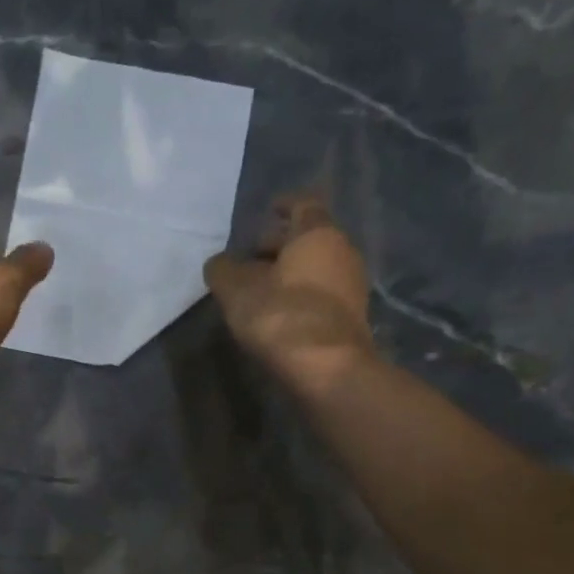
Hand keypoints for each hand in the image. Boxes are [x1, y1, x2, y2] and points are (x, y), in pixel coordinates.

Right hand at [205, 195, 377, 392]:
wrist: (326, 368)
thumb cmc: (280, 315)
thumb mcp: (236, 290)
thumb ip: (223, 270)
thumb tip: (219, 264)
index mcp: (317, 233)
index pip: (303, 204)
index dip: (284, 205)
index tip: (269, 209)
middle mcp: (343, 251)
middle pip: (311, 238)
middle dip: (281, 244)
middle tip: (253, 256)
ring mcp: (353, 286)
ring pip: (318, 267)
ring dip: (291, 272)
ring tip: (261, 289)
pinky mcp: (353, 318)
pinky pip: (323, 294)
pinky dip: (302, 296)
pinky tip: (280, 313)